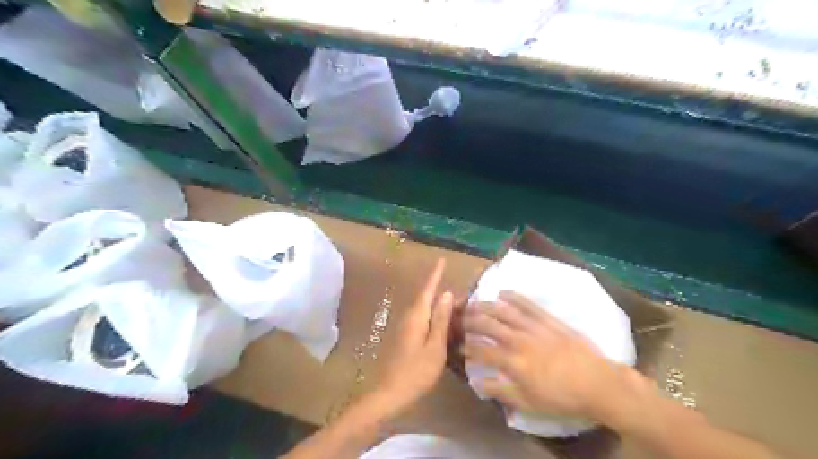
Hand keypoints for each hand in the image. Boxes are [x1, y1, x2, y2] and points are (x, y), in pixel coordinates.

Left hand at [376, 258, 453, 415]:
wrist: (390, 393)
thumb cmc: (416, 371)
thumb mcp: (435, 346)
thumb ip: (440, 319)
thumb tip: (446, 294)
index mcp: (416, 316)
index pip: (427, 289)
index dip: (435, 274)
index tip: (442, 260)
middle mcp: (409, 317)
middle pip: (426, 298)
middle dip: (441, 291)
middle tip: (462, 293)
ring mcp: (405, 327)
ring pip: (424, 309)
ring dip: (438, 305)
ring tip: (456, 306)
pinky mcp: (405, 337)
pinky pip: (422, 319)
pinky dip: (434, 317)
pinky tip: (443, 324)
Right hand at [460, 292, 645, 423]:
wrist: (598, 383)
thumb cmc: (562, 398)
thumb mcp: (529, 403)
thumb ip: (500, 391)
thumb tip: (477, 383)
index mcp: (514, 362)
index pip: (482, 351)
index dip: (468, 348)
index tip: (460, 347)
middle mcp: (520, 339)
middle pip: (489, 325)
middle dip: (471, 321)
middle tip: (460, 319)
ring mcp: (534, 326)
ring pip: (504, 311)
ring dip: (486, 306)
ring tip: (474, 303)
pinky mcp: (548, 319)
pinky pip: (527, 304)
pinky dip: (513, 297)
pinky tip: (502, 293)